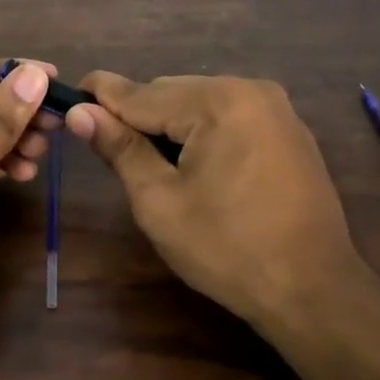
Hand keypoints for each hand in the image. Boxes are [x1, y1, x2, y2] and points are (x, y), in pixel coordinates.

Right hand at [65, 73, 372, 334]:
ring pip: (199, 105)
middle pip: (171, 93)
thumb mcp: (159, 200)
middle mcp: (250, 90)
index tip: (67, 93)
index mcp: (218, 101)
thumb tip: (80, 112)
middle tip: (103, 144)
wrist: (313, 290)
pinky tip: (189, 163)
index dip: (101, 95)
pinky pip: (228, 118)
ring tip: (143, 160)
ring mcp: (276, 110)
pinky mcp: (287, 132)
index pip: (142, 93)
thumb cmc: (227, 248)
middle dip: (136, 115)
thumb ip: (120, 148)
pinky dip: (200, 132)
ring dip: (168, 126)